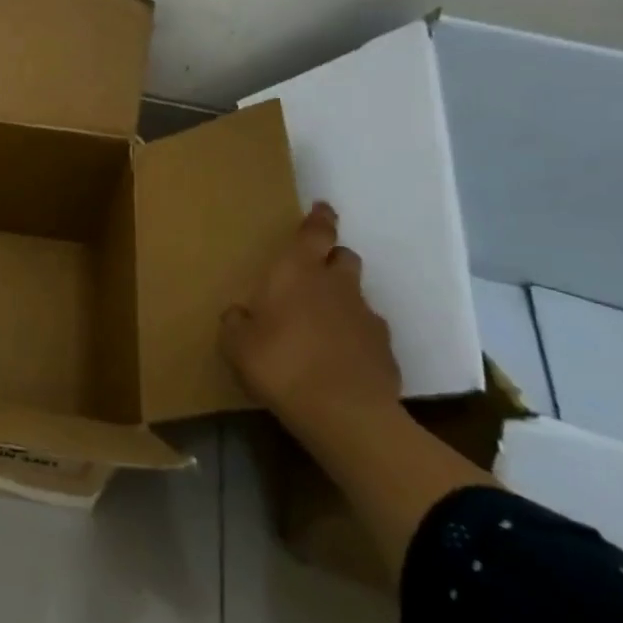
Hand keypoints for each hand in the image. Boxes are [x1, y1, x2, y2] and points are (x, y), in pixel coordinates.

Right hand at [221, 201, 400, 431]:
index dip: (320, 218)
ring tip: (320, 328)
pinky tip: (338, 360)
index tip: (322, 208)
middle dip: (331, 260)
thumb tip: (241, 314)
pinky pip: (367, 335)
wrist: (344, 414)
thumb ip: (237, 321)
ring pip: (356, 298)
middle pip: (344, 258)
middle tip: (312, 276)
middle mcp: (336, 286)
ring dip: (341, 304)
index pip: (316, 232)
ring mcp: (366, 319)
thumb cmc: (279, 363)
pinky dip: (354, 339)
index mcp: (298, 273)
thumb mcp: (236, 343)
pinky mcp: (386, 352)